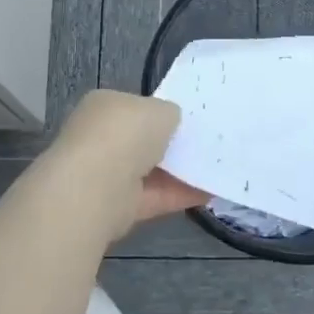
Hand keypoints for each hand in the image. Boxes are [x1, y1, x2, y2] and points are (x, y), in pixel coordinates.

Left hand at [47, 90, 208, 236]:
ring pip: (151, 171)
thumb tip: (171, 123)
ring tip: (216, 167)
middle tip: (207, 144)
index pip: (135, 107)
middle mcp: (101, 139)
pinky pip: (156, 197)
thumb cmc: (126, 133)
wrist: (97, 186)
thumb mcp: (160, 109)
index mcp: (104, 107)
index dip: (161, 113)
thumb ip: (169, 114)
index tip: (189, 121)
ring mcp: (107, 174)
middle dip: (171, 144)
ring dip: (180, 172)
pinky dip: (181, 195)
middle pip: (143, 141)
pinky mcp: (119, 206)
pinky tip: (210, 191)